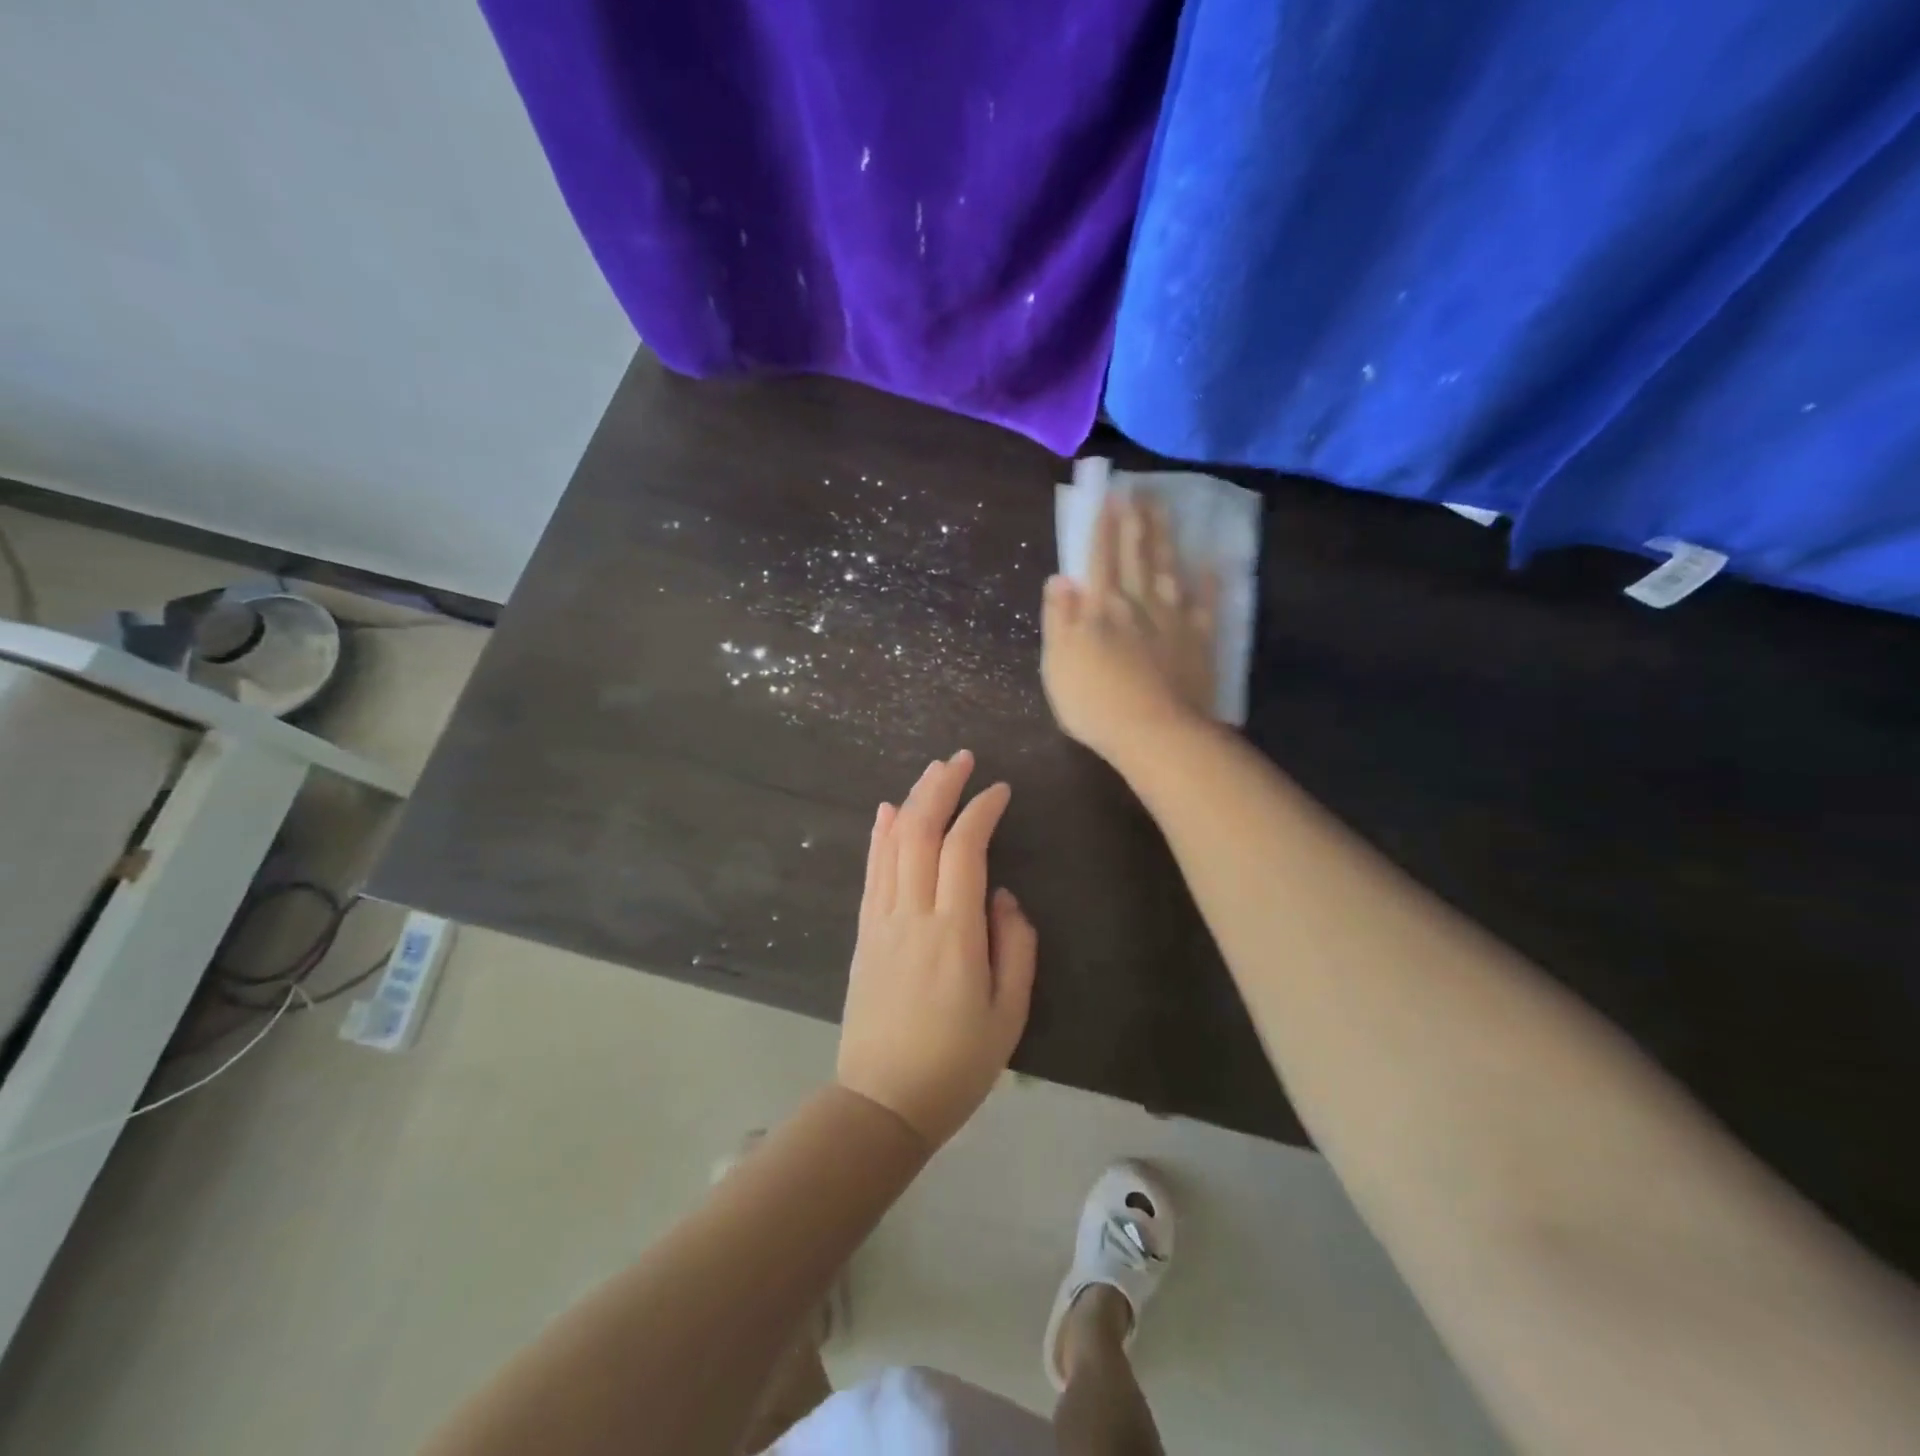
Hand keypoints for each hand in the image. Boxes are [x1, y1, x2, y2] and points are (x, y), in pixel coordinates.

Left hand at [836, 750, 1037, 1148]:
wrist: (883, 1102)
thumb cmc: (956, 1064)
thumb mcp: (1009, 1015)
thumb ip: (1014, 947)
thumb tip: (1002, 896)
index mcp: (954, 934)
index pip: (965, 850)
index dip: (981, 811)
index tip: (999, 790)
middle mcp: (912, 916)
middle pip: (922, 833)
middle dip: (942, 788)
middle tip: (961, 759)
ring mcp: (881, 922)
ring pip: (893, 845)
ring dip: (913, 801)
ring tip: (932, 771)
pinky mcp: (864, 934)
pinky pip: (871, 872)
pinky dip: (880, 836)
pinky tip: (888, 811)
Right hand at [1042, 491, 1216, 761]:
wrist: (1153, 732)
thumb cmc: (1094, 702)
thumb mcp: (1058, 663)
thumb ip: (1058, 618)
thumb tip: (1060, 578)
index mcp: (1100, 608)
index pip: (1098, 557)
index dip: (1101, 526)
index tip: (1107, 494)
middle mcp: (1138, 603)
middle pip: (1136, 554)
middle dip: (1135, 521)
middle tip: (1138, 490)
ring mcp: (1173, 619)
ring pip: (1169, 569)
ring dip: (1166, 537)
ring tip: (1165, 509)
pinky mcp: (1199, 640)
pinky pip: (1206, 602)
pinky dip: (1209, 580)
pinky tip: (1211, 560)